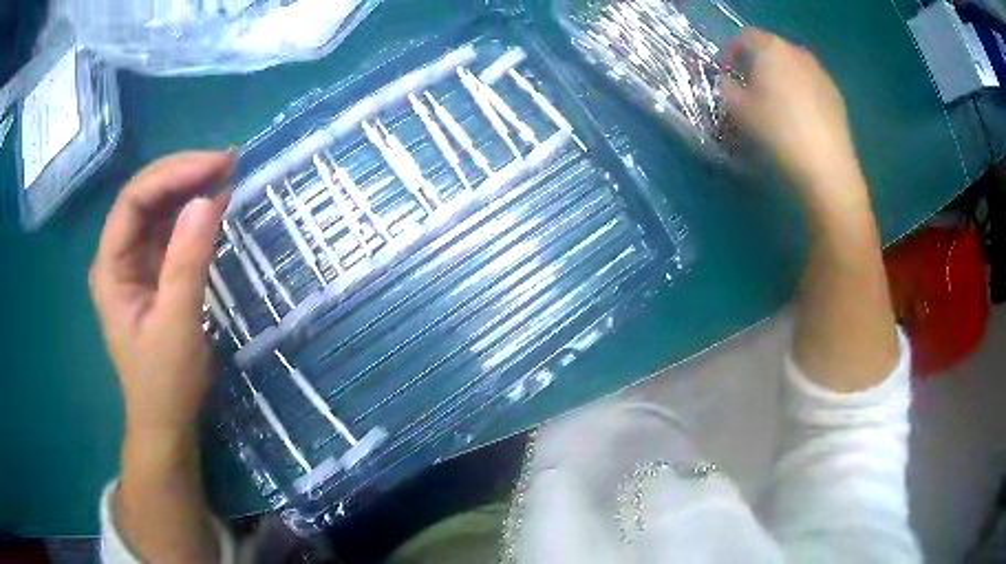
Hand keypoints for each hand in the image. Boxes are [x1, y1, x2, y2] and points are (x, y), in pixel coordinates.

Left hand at [89, 151, 232, 436]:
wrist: (165, 421)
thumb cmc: (165, 382)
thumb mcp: (178, 324)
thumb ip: (187, 262)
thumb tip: (208, 199)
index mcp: (110, 267)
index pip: (133, 200)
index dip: (172, 175)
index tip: (215, 166)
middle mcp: (117, 256)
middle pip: (143, 196)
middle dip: (182, 174)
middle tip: (226, 162)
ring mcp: (133, 263)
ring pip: (156, 209)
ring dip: (188, 188)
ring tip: (225, 174)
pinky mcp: (151, 272)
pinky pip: (168, 230)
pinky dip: (192, 213)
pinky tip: (215, 202)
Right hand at [722, 29, 862, 204]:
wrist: (826, 167)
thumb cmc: (777, 131)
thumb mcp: (738, 110)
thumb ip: (726, 87)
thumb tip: (728, 81)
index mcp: (770, 48)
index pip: (744, 37)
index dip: (731, 53)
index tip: (727, 75)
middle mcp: (797, 52)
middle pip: (771, 49)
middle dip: (758, 65)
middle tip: (751, 90)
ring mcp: (821, 73)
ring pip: (793, 67)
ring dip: (781, 79)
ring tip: (778, 106)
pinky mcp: (836, 95)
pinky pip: (811, 85)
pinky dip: (801, 93)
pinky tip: (800, 120)